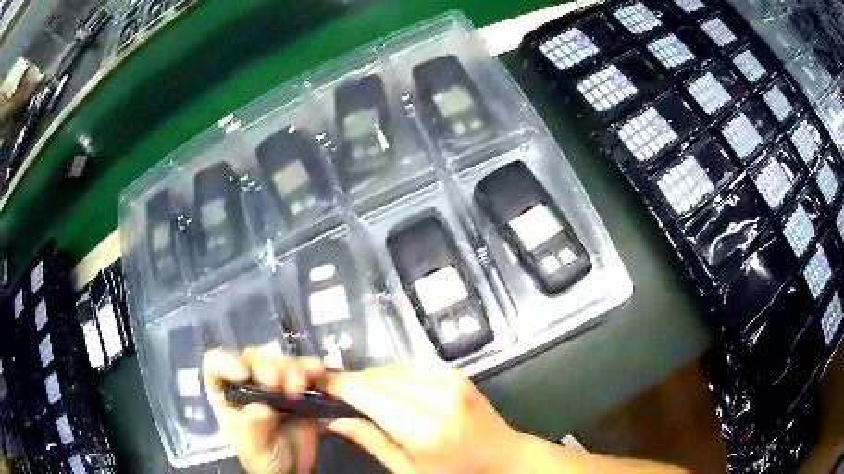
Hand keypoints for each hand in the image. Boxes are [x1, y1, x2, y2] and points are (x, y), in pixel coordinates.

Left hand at [203, 349, 325, 473]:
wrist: (295, 470)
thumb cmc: (264, 458)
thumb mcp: (254, 447)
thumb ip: (253, 427)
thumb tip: (260, 407)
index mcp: (226, 393)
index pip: (215, 364)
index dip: (226, 362)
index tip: (243, 374)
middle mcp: (247, 382)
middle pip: (251, 358)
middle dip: (266, 367)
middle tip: (279, 385)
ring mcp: (273, 382)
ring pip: (279, 359)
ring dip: (291, 368)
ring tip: (301, 388)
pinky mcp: (298, 386)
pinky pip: (304, 369)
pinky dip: (311, 368)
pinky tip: (318, 372)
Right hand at [322, 362, 522, 473]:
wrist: (504, 458)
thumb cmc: (455, 473)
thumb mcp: (409, 470)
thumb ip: (371, 442)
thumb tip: (333, 420)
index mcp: (424, 428)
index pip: (370, 397)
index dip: (341, 386)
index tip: (319, 383)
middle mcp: (437, 396)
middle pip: (380, 379)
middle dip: (353, 381)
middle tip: (331, 388)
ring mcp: (450, 380)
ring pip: (394, 369)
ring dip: (371, 377)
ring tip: (354, 388)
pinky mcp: (456, 373)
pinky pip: (413, 366)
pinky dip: (393, 374)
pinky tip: (384, 385)